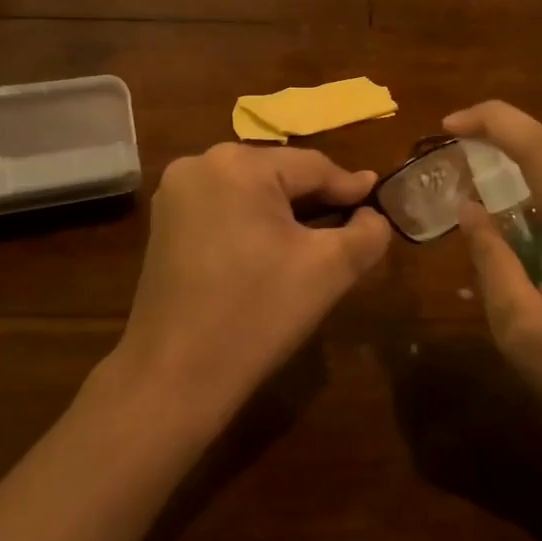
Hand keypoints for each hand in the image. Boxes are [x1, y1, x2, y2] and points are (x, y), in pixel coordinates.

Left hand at [117, 143, 391, 420]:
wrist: (175, 376)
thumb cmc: (258, 314)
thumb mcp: (329, 269)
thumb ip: (367, 232)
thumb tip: (372, 214)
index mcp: (238, 164)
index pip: (312, 167)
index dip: (350, 188)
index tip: (378, 200)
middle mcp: (200, 164)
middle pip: (279, 175)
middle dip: (315, 201)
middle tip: (350, 227)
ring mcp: (174, 194)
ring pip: (250, 193)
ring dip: (283, 213)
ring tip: (315, 240)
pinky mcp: (163, 224)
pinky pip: (223, 210)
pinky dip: (251, 225)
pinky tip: (269, 253)